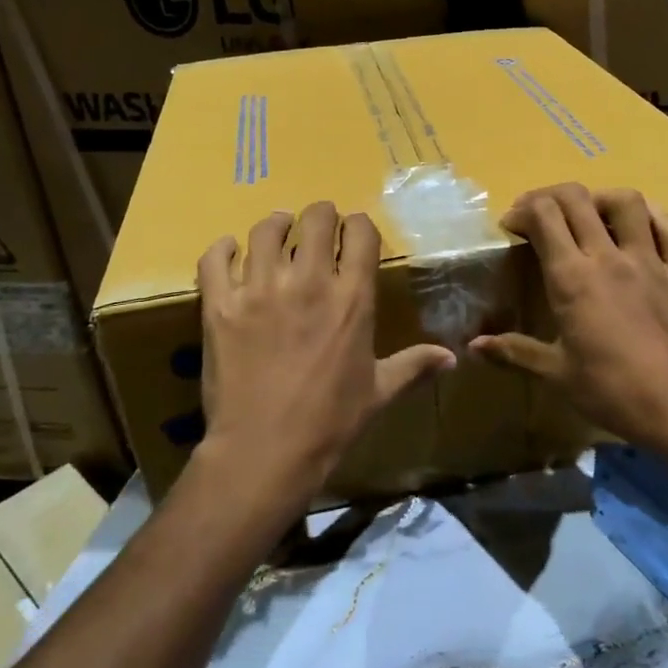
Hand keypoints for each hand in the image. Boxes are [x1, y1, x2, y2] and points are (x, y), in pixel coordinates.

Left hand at [195, 202, 454, 510]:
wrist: (264, 451)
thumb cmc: (330, 422)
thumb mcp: (379, 391)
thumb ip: (414, 365)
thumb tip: (453, 358)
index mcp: (352, 298)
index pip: (360, 232)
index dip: (359, 225)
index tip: (354, 233)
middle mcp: (308, 281)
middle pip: (315, 218)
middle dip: (320, 216)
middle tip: (317, 228)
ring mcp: (260, 289)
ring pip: (266, 231)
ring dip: (276, 226)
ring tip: (279, 233)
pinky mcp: (220, 305)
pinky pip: (215, 258)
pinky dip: (223, 249)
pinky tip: (231, 253)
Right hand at [472, 184, 667, 471]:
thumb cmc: (612, 392)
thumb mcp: (557, 374)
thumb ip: (514, 351)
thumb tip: (474, 346)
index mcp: (572, 278)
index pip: (543, 216)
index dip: (522, 210)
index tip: (512, 227)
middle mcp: (608, 257)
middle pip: (576, 198)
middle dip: (549, 196)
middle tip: (538, 216)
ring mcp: (649, 260)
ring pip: (625, 201)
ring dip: (599, 198)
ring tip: (587, 214)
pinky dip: (650, 214)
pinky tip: (637, 224)